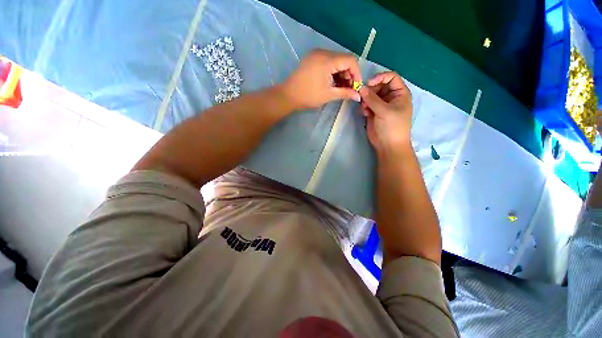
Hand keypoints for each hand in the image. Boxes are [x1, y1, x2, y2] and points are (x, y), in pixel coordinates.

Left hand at [281, 49, 361, 109]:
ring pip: (336, 60)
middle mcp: (322, 52)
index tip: (356, 86)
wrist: (289, 95)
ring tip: (340, 87)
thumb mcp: (328, 95)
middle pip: (343, 59)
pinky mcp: (312, 58)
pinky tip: (332, 82)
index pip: (350, 60)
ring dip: (341, 73)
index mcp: (327, 60)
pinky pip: (328, 61)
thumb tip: (359, 96)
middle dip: (349, 74)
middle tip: (348, 88)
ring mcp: (316, 54)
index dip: (356, 73)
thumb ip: (345, 93)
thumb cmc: (309, 96)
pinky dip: (333, 71)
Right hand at [359, 72, 412, 154]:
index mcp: (400, 93)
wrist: (388, 145)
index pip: (391, 77)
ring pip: (371, 95)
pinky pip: (367, 104)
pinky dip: (364, 107)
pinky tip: (364, 113)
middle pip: (379, 85)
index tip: (369, 83)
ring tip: (364, 107)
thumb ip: (372, 99)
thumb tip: (361, 88)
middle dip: (370, 90)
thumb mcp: (384, 111)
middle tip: (363, 97)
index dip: (380, 77)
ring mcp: (381, 105)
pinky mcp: (374, 112)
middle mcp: (391, 97)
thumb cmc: (392, 127)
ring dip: (366, 99)